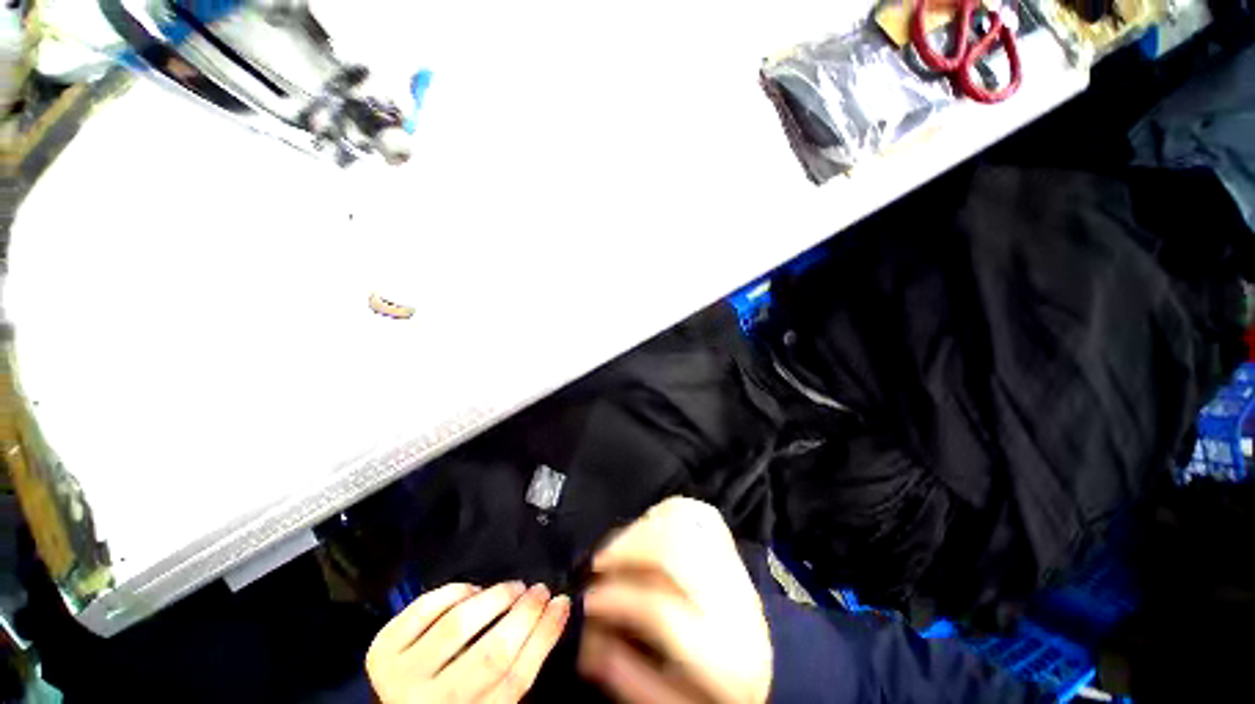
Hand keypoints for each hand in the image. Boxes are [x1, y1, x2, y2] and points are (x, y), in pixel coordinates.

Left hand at [366, 581, 570, 703]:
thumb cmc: (456, 701)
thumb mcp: (490, 699)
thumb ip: (514, 668)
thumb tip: (553, 614)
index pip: (516, 679)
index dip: (544, 636)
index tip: (562, 603)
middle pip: (489, 655)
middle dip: (524, 613)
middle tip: (540, 590)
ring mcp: (400, 678)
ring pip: (457, 627)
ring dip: (494, 597)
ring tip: (513, 587)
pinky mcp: (381, 651)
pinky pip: (423, 610)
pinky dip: (454, 592)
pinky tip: (472, 590)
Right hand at [579, 497, 772, 703]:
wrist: (775, 673)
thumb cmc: (718, 692)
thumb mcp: (673, 702)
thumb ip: (627, 677)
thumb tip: (587, 635)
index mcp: (722, 654)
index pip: (660, 608)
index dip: (617, 598)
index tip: (590, 601)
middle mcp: (734, 601)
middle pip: (674, 549)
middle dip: (627, 548)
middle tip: (601, 562)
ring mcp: (736, 567)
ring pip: (687, 520)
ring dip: (646, 525)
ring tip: (623, 544)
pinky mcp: (732, 546)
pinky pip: (699, 512)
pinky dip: (669, 510)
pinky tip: (651, 526)